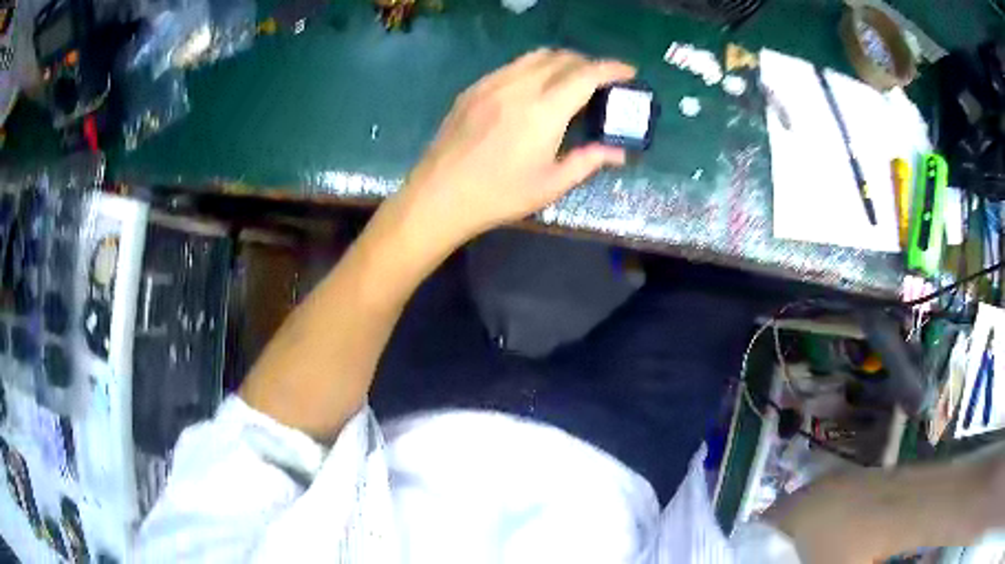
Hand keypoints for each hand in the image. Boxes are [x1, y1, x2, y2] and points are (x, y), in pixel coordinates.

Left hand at [392, 49, 635, 248]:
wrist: (440, 194)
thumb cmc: (499, 194)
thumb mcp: (551, 184)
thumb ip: (588, 161)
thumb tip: (619, 152)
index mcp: (544, 110)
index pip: (587, 74)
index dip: (612, 68)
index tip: (629, 72)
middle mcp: (520, 86)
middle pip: (563, 58)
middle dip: (589, 63)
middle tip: (602, 81)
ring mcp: (493, 83)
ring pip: (536, 56)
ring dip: (562, 61)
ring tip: (571, 79)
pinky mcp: (474, 88)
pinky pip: (513, 65)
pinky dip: (534, 67)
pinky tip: (535, 87)